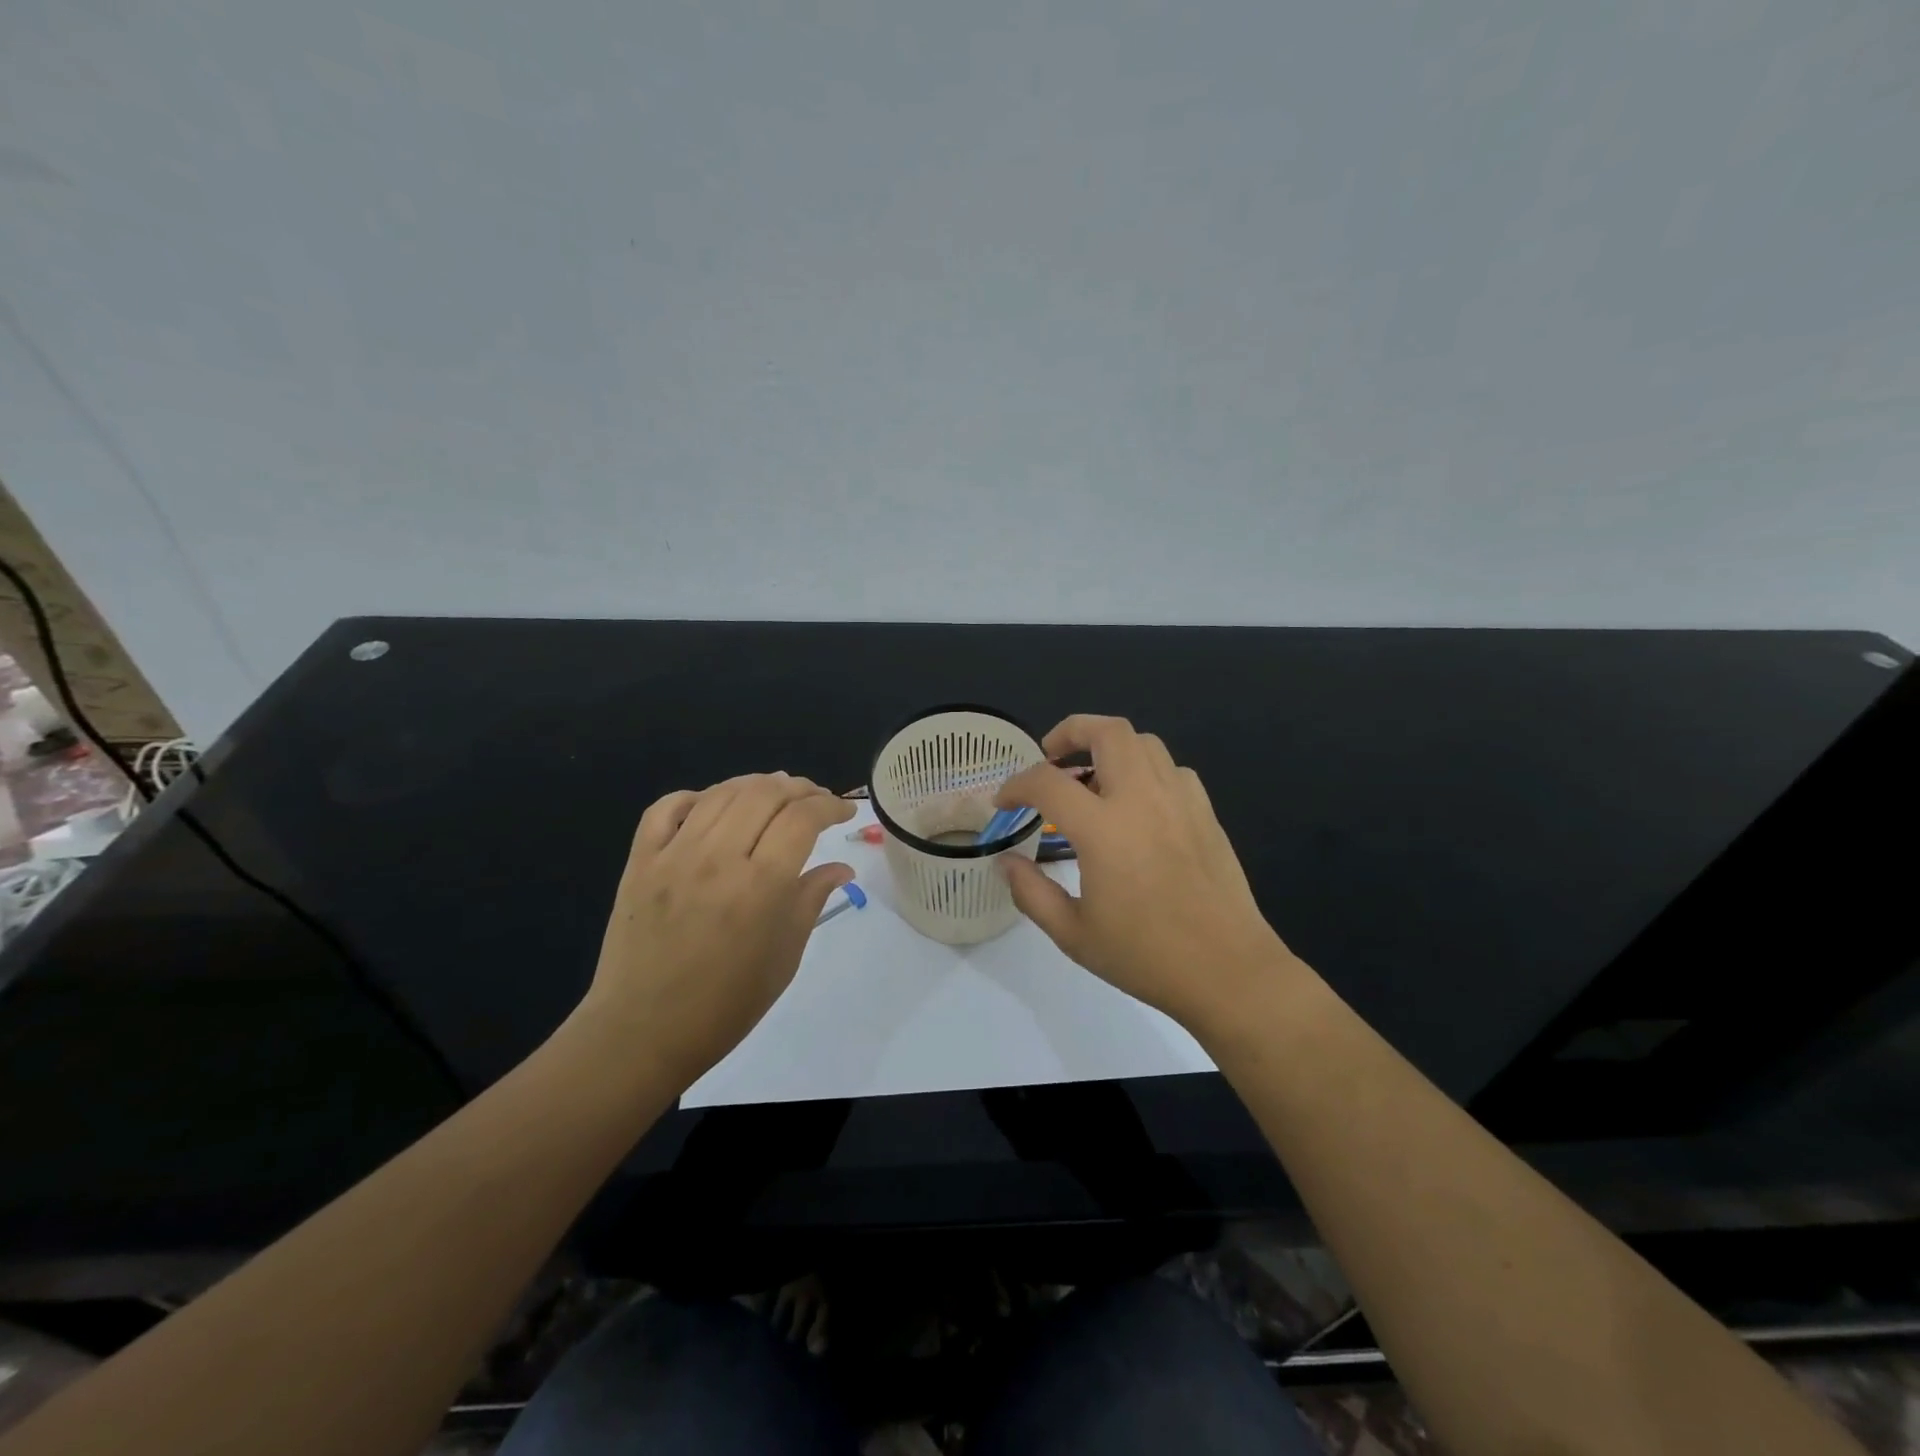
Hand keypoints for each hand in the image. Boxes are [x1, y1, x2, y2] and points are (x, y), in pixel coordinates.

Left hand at [578, 774, 854, 1087]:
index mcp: (761, 886)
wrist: (642, 1033)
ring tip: (775, 792)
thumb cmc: (725, 1005)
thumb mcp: (784, 957)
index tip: (844, 811)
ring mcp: (673, 856)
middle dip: (799, 787)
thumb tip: (841, 867)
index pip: (803, 818)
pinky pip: (665, 808)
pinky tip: (712, 805)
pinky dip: (694, 796)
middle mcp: (718, 858)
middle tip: (815, 799)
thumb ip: (811, 900)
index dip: (830, 805)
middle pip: (765, 794)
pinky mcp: (640, 862)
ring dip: (756, 784)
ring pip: (721, 793)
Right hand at [994, 716, 1295, 1032]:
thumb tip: (1005, 862)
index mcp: (1104, 830)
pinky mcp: (1205, 813)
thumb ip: (1031, 892)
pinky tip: (1138, 804)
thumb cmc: (1145, 956)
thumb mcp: (1073, 934)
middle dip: (1071, 731)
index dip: (1016, 785)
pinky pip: (1172, 770)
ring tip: (1092, 778)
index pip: (1047, 782)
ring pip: (1144, 742)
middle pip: (1107, 732)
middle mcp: (1142, 800)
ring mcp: (1180, 801)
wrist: (1227, 971)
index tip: (1004, 802)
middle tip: (1051, 758)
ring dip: (1110, 748)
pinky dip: (1146, 771)